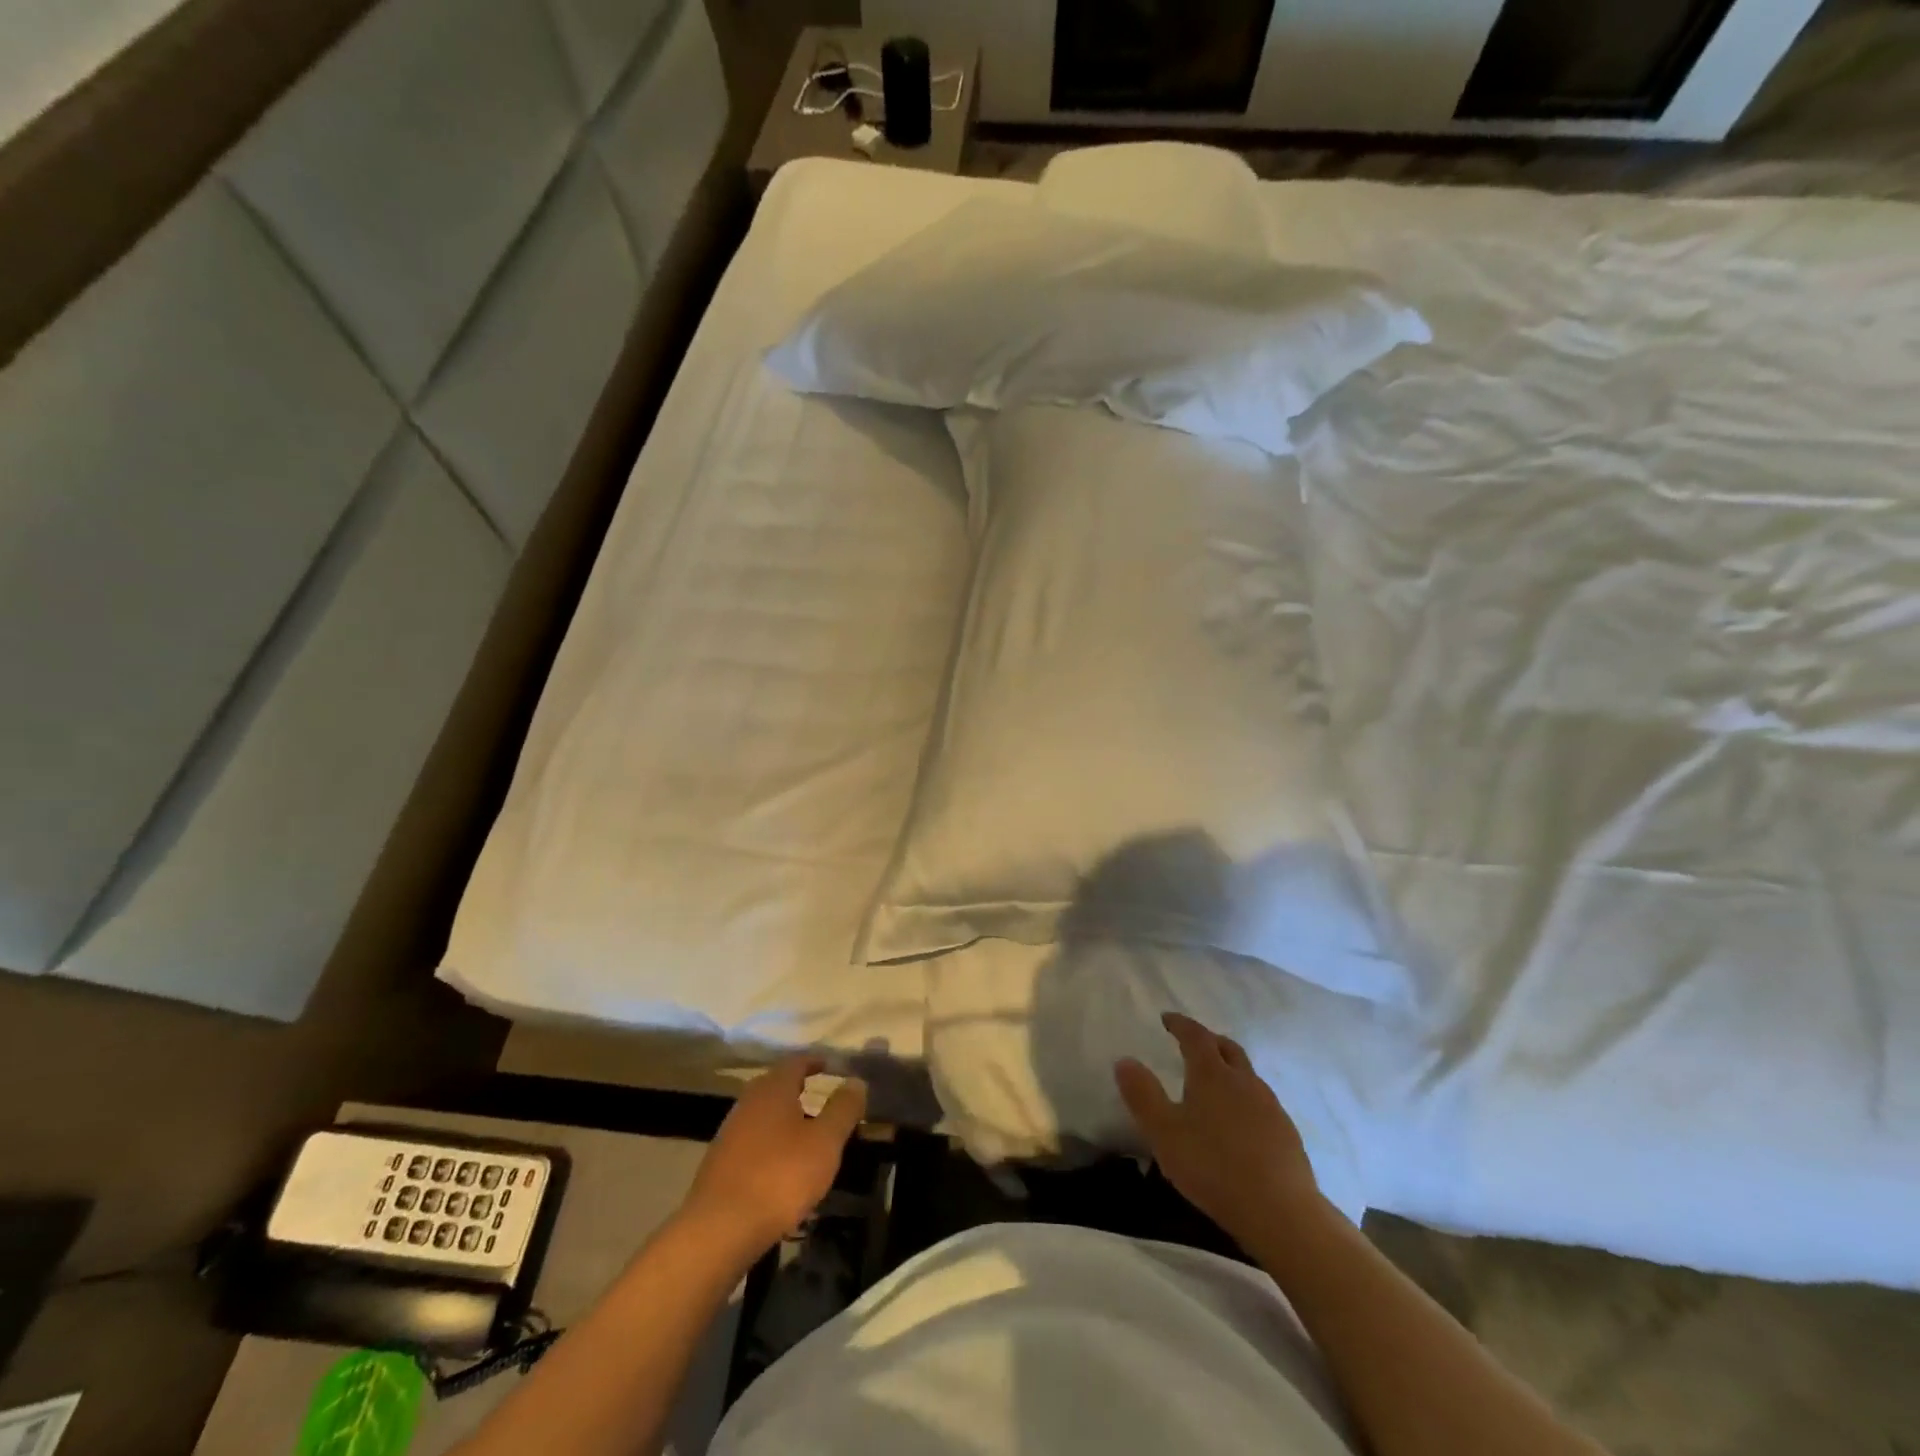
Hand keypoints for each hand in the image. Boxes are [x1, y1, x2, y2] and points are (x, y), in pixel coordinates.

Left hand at [682, 1056, 866, 1254]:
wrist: (719, 1229)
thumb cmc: (780, 1177)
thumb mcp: (825, 1142)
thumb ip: (843, 1109)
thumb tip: (856, 1081)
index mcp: (773, 1089)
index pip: (796, 1062)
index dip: (815, 1061)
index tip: (831, 1065)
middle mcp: (748, 1102)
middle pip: (775, 1085)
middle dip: (798, 1088)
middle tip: (820, 1097)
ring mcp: (729, 1132)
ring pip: (762, 1114)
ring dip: (783, 1117)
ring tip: (805, 1134)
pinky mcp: (719, 1163)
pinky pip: (751, 1140)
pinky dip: (769, 1142)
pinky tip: (780, 1165)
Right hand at [1115, 1012, 1320, 1247]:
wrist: (1280, 1212)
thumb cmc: (1212, 1166)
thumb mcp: (1163, 1132)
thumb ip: (1142, 1095)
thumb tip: (1124, 1060)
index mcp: (1212, 1074)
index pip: (1195, 1035)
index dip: (1180, 1024)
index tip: (1167, 1018)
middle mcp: (1244, 1081)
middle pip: (1227, 1048)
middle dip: (1208, 1040)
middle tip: (1192, 1044)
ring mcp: (1270, 1106)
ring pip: (1247, 1075)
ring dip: (1229, 1070)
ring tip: (1214, 1085)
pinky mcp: (1287, 1133)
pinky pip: (1261, 1103)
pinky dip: (1245, 1100)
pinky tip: (1239, 1124)